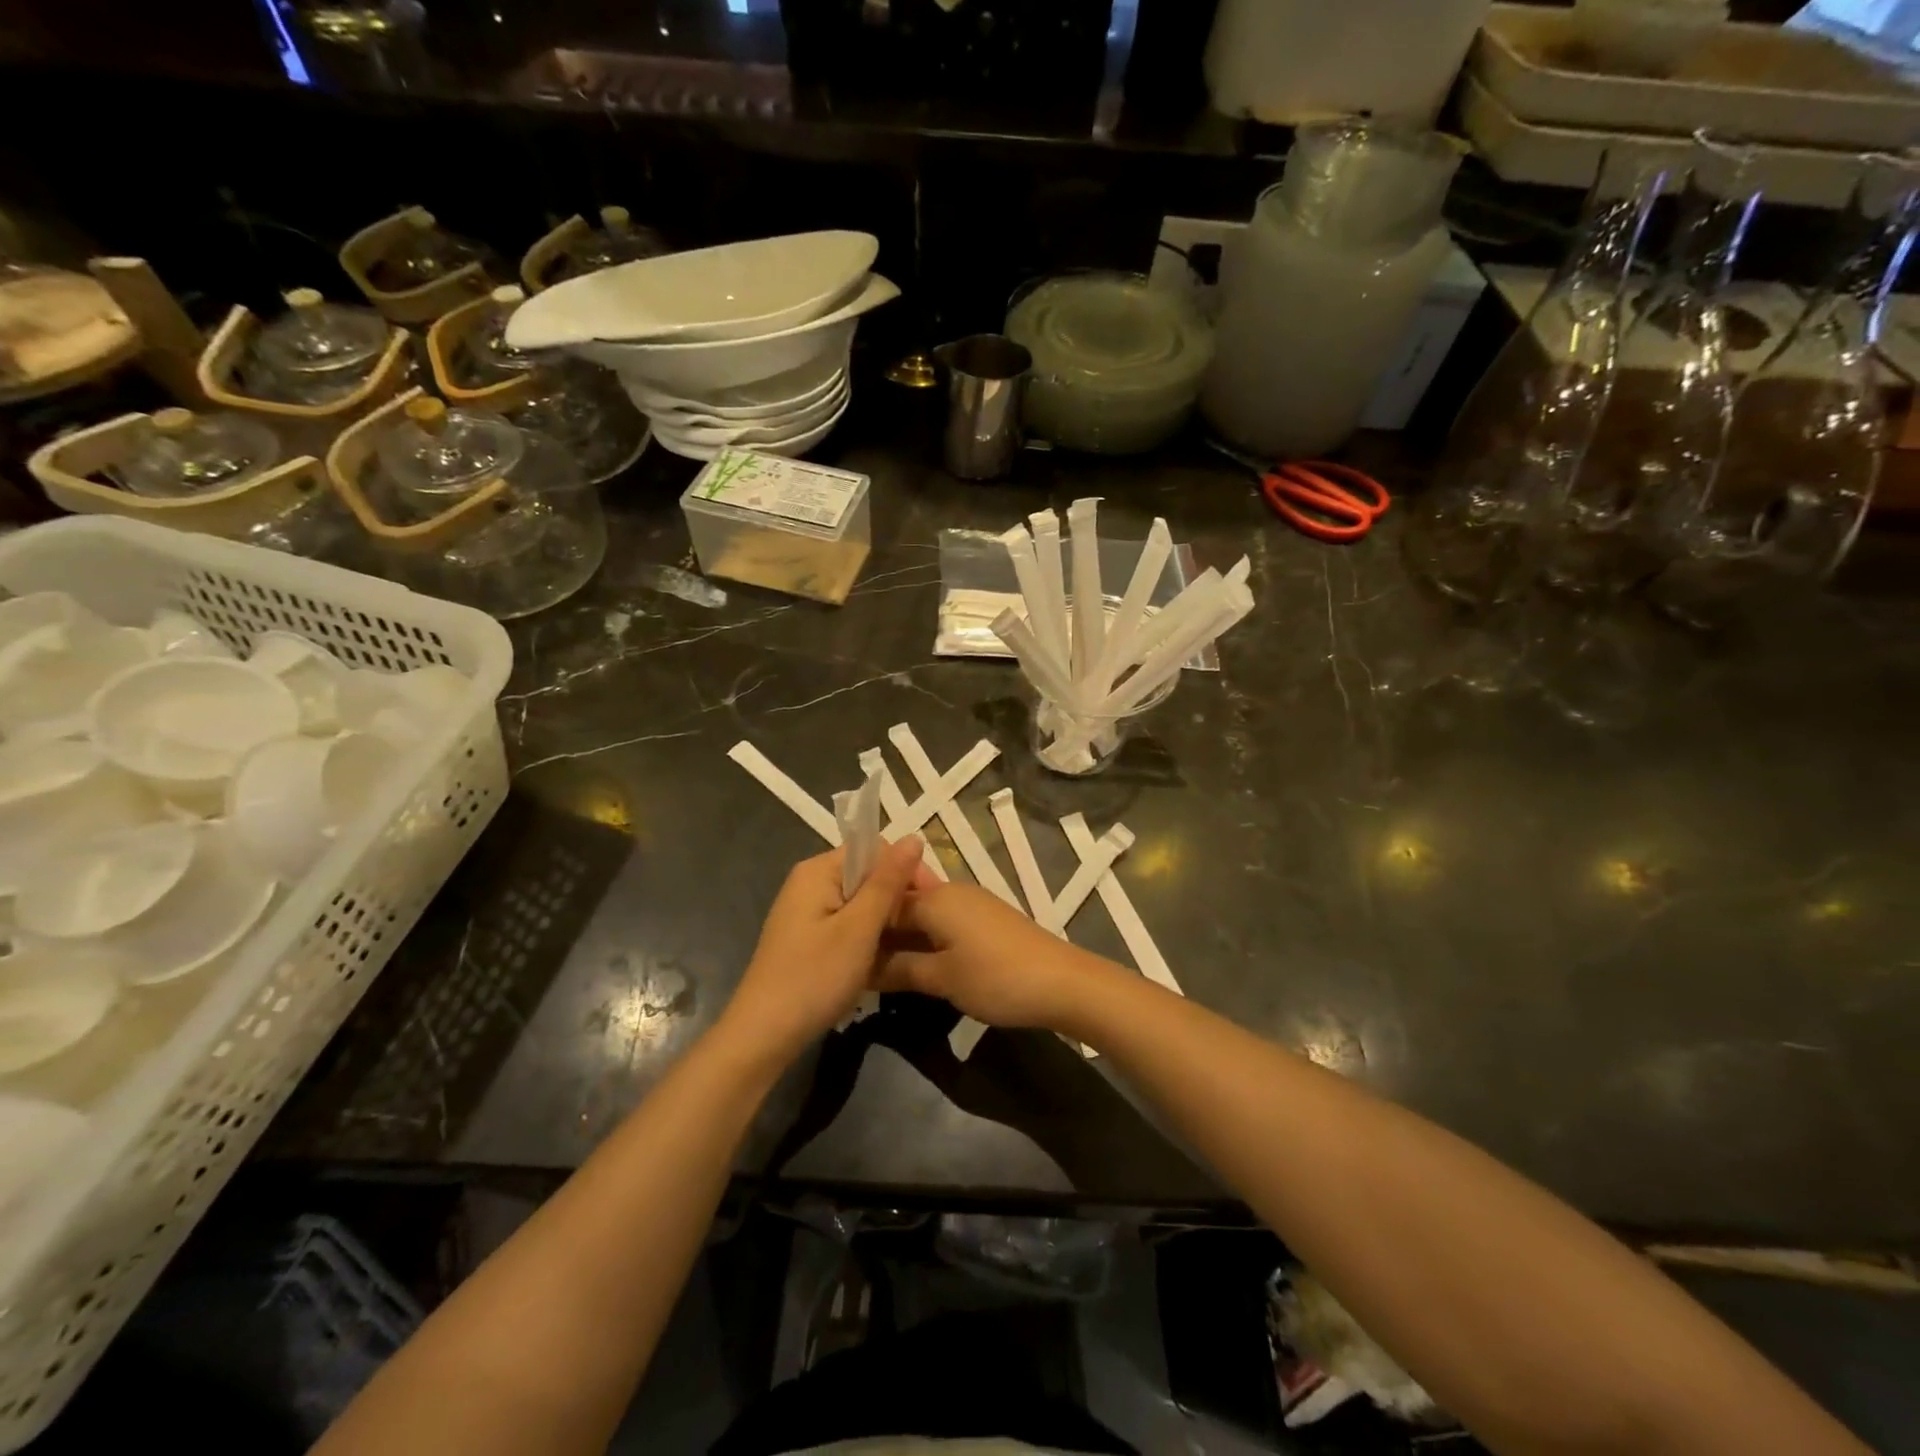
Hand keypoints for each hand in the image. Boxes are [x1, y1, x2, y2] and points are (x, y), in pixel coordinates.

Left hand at [720, 837, 926, 1064]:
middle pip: (867, 874)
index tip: (931, 903)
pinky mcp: (808, 937)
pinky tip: (881, 959)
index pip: (875, 849)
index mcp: (818, 870)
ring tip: (908, 945)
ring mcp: (807, 911)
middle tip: (924, 930)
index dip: (906, 870)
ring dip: (885, 920)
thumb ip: (887, 882)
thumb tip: (914, 836)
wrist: (763, 1036)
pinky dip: (867, 935)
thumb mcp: (859, 929)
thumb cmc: (814, 977)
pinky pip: (847, 922)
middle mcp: (810, 882)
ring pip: (860, 902)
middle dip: (897, 897)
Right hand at [876, 881, 1115, 1031]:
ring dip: (902, 938)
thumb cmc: (996, 978)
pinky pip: (943, 923)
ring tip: (877, 967)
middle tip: (852, 962)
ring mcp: (971, 904)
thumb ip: (898, 969)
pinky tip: (916, 964)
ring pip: (923, 916)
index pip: (882, 903)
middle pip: (902, 906)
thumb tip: (858, 966)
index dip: (860, 926)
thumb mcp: (942, 978)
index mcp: (935, 897)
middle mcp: (951, 892)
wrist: (1063, 983)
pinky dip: (925, 940)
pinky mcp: (985, 920)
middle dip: (879, 930)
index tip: (837, 950)